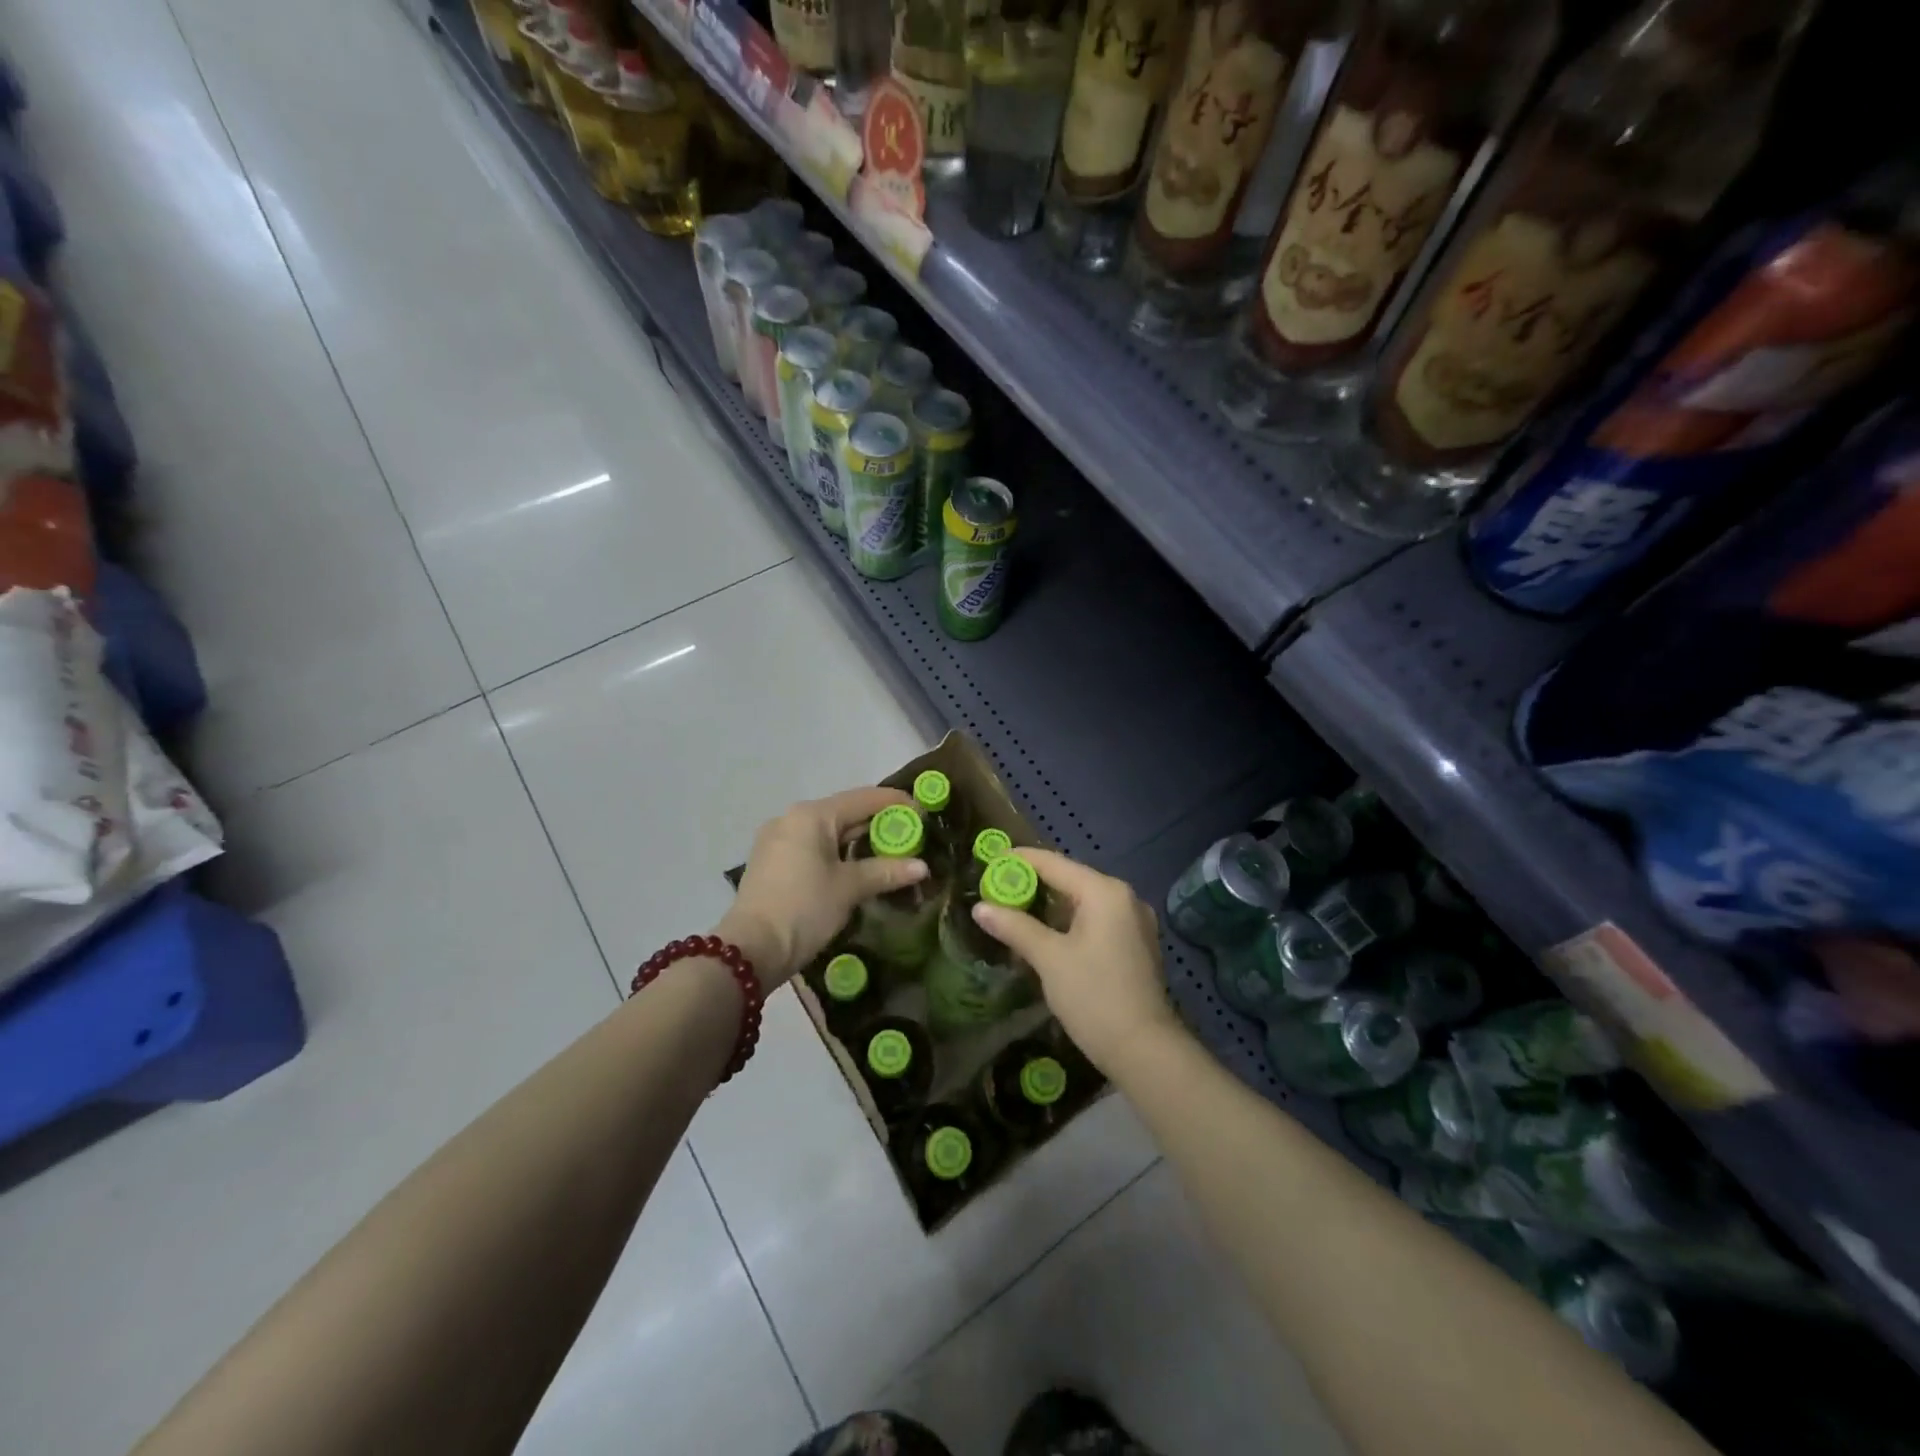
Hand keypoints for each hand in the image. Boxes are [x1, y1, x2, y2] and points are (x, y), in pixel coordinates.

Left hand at [717, 786, 926, 991]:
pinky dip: (837, 852)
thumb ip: (886, 872)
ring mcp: (778, 839)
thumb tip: (922, 867)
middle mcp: (792, 819)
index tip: (923, 814)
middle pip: (845, 812)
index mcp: (812, 815)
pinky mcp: (772, 861)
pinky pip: (813, 846)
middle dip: (879, 824)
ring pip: (828, 831)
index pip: (864, 798)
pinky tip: (856, 867)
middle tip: (911, 838)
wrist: (751, 950)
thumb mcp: (849, 888)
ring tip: (889, 853)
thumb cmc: (804, 909)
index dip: (896, 804)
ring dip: (858, 840)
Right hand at [971, 848, 1183, 1074]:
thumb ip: (1014, 927)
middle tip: (996, 889)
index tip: (989, 861)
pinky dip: (1070, 922)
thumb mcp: (1049, 959)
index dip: (1019, 861)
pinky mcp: (1136, 945)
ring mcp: (1135, 922)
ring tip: (1014, 911)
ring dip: (1050, 906)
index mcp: (1105, 892)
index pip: (1054, 863)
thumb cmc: (1094, 997)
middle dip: (1033, 884)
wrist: (1145, 1051)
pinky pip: (1096, 920)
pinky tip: (1047, 935)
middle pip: (1070, 879)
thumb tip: (980, 907)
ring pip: (1083, 902)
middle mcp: (1124, 898)